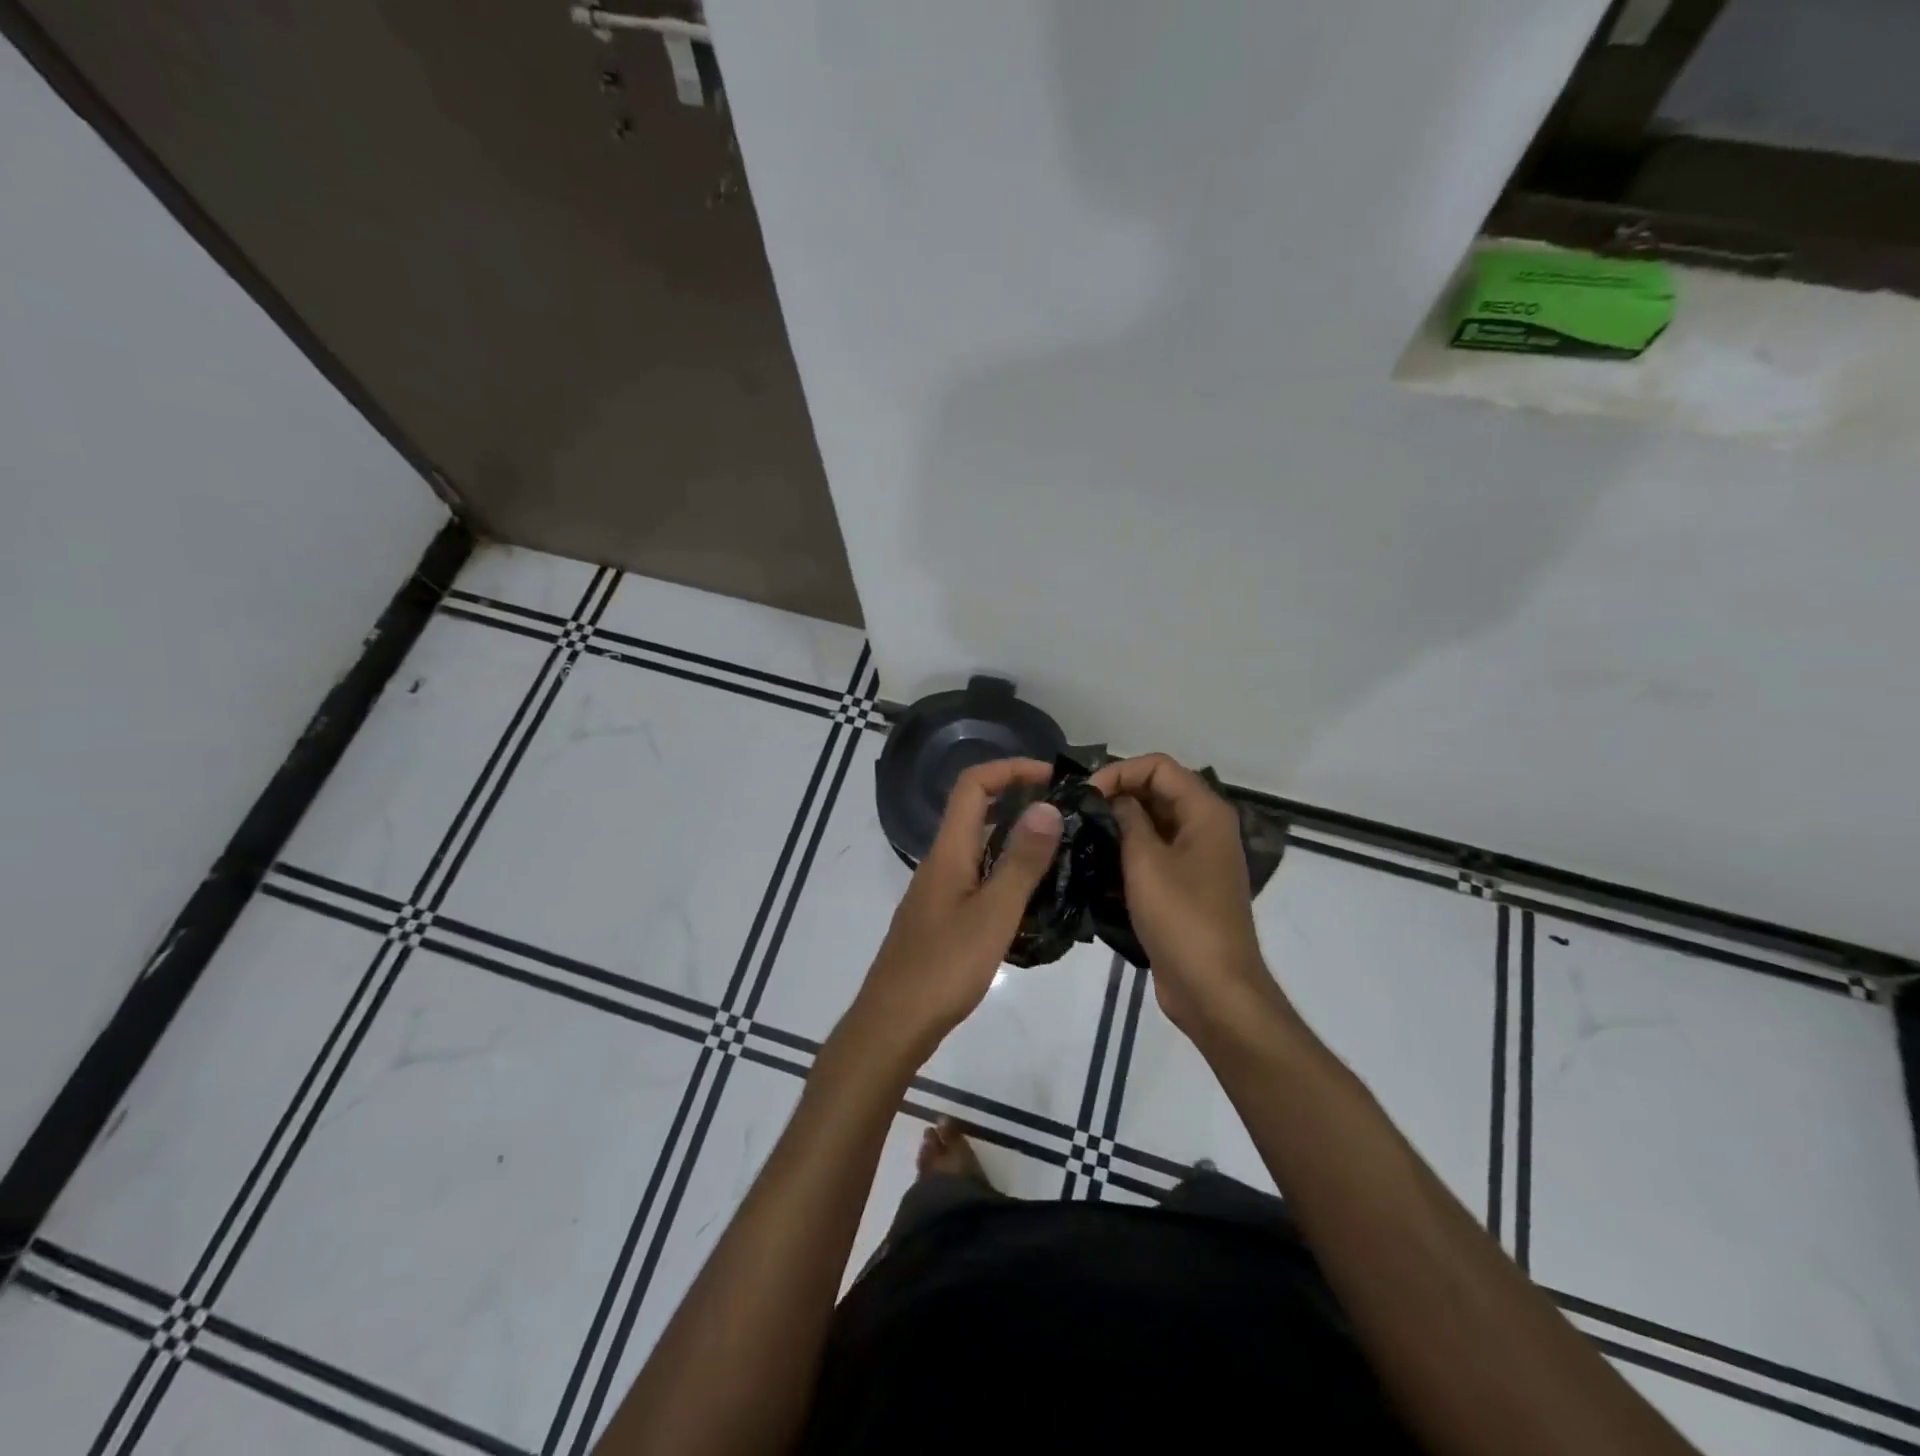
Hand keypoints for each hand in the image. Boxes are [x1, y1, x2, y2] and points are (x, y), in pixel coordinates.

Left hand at [847, 758, 1063, 1062]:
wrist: (893, 1024)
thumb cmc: (944, 968)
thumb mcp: (993, 914)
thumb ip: (1021, 862)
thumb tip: (1047, 805)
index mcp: (948, 851)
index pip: (973, 785)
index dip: (1010, 769)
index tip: (1052, 776)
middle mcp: (940, 862)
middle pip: (975, 811)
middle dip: (1018, 799)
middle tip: (1066, 814)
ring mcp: (939, 891)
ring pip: (978, 846)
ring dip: (1015, 838)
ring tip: (1061, 851)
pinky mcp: (942, 917)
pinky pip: (977, 876)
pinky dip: (1006, 872)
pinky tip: (1033, 897)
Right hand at [1087, 753, 1283, 1038]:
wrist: (1213, 989)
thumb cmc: (1181, 918)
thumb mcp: (1146, 861)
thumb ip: (1126, 819)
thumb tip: (1110, 797)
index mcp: (1205, 812)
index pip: (1158, 766)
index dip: (1119, 771)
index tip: (1086, 794)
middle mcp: (1204, 827)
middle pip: (1155, 791)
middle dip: (1115, 797)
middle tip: (1074, 814)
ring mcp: (1195, 858)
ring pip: (1150, 824)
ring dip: (1116, 827)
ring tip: (1077, 837)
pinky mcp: (1183, 886)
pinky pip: (1151, 855)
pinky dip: (1125, 854)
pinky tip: (1092, 867)